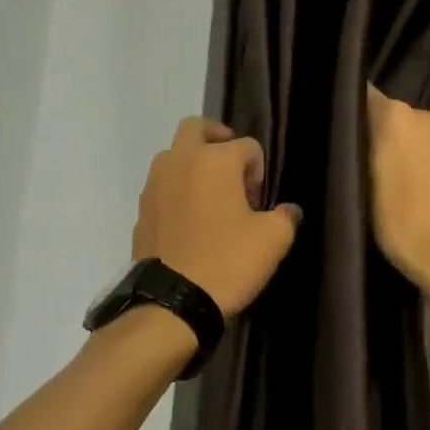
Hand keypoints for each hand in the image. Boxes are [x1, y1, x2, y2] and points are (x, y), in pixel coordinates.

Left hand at [132, 118, 301, 317]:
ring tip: (212, 200)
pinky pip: (162, 186)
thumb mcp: (272, 240)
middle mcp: (179, 161)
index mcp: (214, 160)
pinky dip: (177, 191)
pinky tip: (191, 223)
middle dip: (218, 141)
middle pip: (197, 128)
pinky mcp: (142, 209)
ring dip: (194, 166)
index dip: (259, 170)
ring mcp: (154, 184)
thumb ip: (284, 217)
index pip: (247, 146)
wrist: (171, 301)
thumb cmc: (228, 262)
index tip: (258, 202)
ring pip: (175, 156)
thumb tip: (287, 210)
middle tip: (232, 171)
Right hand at [365, 86, 429, 356]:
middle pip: (393, 118)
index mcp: (400, 116)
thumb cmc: (406, 225)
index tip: (331, 131)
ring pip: (417, 140)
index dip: (347, 110)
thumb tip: (348, 130)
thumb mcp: (361, 190)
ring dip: (403, 156)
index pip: (363, 96)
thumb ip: (355, 151)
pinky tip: (413, 199)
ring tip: (383, 188)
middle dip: (377, 137)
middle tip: (355, 167)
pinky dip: (424, 171)